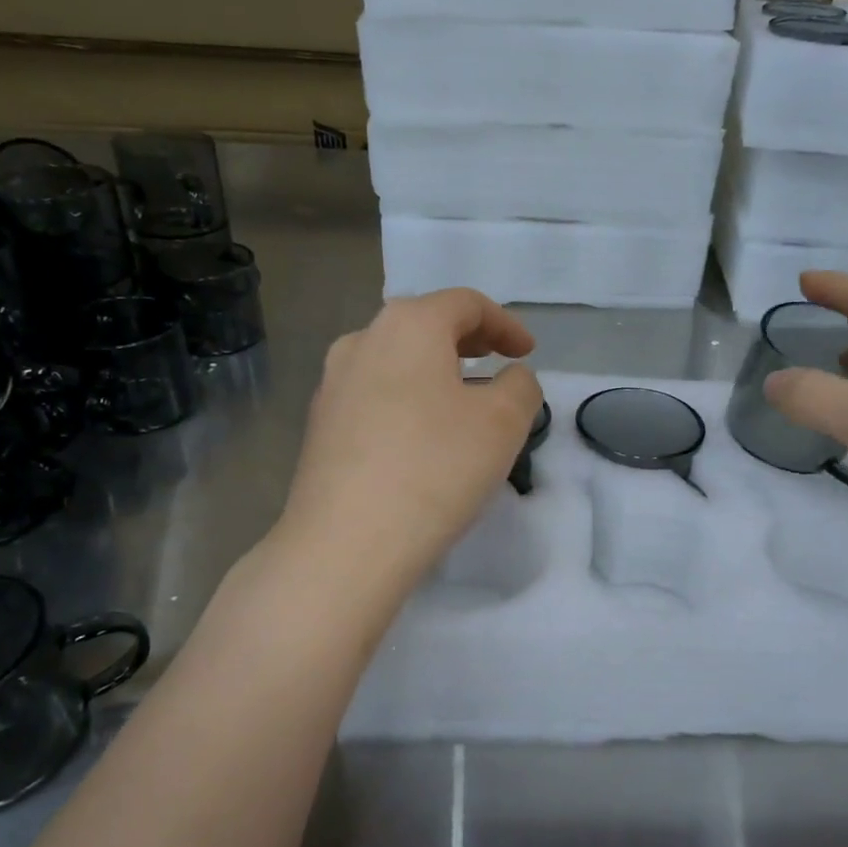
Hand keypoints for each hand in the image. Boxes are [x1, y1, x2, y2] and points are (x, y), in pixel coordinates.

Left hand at [279, 288, 543, 584]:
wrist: (346, 543)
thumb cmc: (436, 467)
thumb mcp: (504, 422)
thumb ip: (520, 386)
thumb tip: (509, 378)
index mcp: (408, 325)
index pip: (465, 303)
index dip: (504, 323)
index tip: (527, 353)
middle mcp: (361, 341)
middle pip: (424, 325)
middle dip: (468, 341)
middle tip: (497, 363)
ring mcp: (333, 385)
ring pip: (396, 361)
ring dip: (434, 371)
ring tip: (462, 402)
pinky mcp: (320, 427)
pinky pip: (375, 396)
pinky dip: (408, 400)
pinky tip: (422, 437)